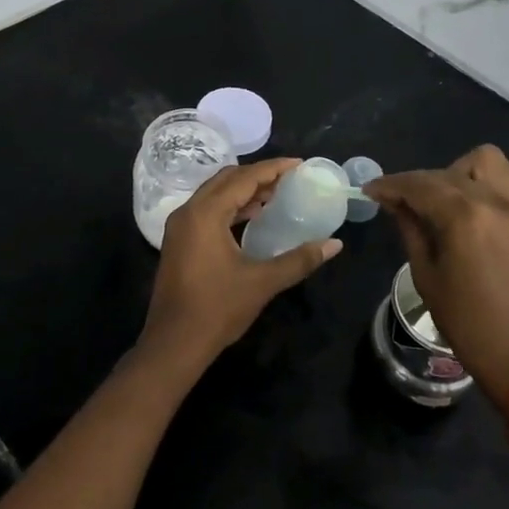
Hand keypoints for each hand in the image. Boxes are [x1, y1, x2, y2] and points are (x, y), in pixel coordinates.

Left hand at [136, 159, 342, 382]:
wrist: (173, 344)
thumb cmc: (217, 309)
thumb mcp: (262, 282)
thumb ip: (299, 259)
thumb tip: (335, 244)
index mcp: (206, 213)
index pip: (244, 178)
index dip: (273, 168)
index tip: (299, 164)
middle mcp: (188, 211)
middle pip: (226, 179)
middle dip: (258, 175)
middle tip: (289, 179)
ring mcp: (180, 226)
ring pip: (215, 194)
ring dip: (244, 191)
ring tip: (275, 195)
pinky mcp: (179, 241)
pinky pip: (207, 209)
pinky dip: (231, 206)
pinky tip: (252, 217)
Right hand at [364, 145, 508, 415]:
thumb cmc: (471, 326)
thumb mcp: (428, 278)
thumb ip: (411, 230)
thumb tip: (396, 203)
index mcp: (464, 217)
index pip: (418, 185)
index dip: (390, 185)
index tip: (371, 191)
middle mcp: (495, 200)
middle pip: (447, 172)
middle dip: (419, 184)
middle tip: (402, 204)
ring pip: (485, 161)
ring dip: (458, 172)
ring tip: (445, 200)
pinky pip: (508, 179)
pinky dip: (485, 182)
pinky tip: (472, 208)